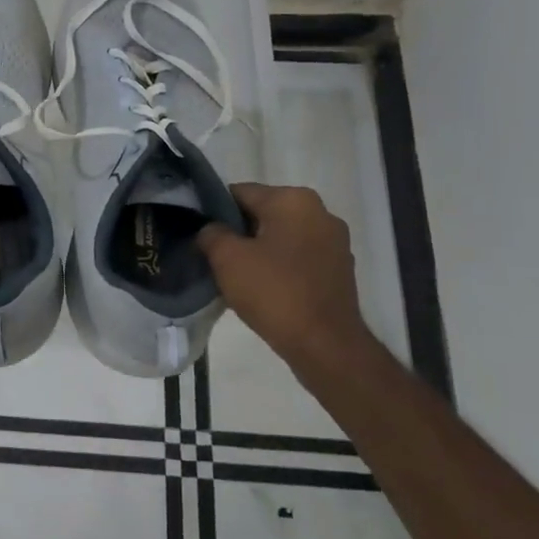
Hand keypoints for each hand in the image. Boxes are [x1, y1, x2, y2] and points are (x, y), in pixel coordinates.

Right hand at [199, 184, 370, 369]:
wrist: (326, 345)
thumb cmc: (274, 292)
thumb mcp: (227, 258)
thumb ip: (211, 233)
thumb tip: (210, 230)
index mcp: (293, 200)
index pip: (240, 193)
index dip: (214, 211)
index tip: (199, 235)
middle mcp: (320, 212)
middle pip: (262, 214)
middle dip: (238, 233)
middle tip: (213, 257)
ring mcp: (334, 242)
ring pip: (280, 237)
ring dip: (258, 251)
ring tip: (236, 276)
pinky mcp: (339, 269)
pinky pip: (298, 258)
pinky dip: (279, 267)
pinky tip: (263, 289)